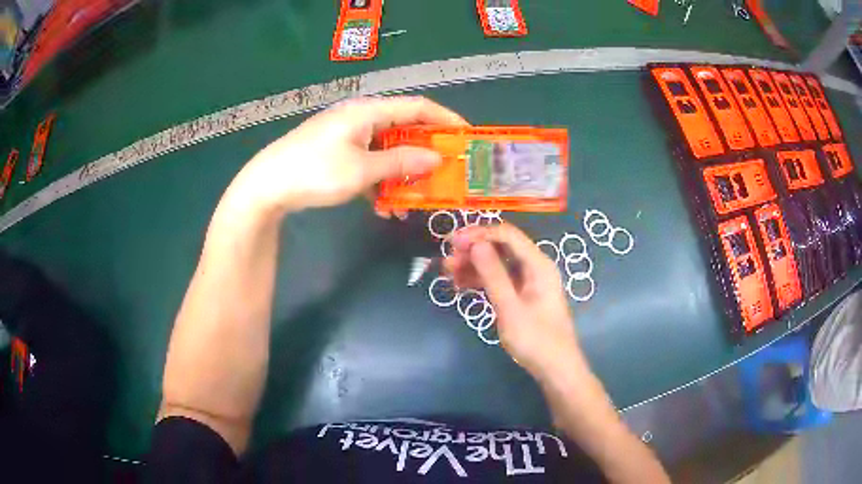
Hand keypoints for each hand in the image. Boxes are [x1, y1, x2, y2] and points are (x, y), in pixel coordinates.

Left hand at [225, 96, 467, 217]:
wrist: (266, 186)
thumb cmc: (314, 172)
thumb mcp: (361, 170)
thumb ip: (400, 163)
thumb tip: (436, 158)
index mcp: (368, 112)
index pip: (416, 107)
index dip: (445, 118)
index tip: (466, 135)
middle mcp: (359, 118)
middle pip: (403, 128)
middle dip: (425, 150)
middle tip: (445, 170)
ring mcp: (346, 136)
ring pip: (386, 149)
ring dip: (402, 171)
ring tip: (416, 196)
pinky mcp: (336, 153)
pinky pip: (368, 161)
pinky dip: (380, 179)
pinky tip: (384, 206)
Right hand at [444, 224, 583, 381]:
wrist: (555, 369)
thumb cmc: (536, 340)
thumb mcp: (510, 308)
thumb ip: (493, 275)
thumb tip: (476, 244)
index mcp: (538, 265)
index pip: (507, 235)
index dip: (479, 234)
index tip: (453, 242)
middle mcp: (535, 267)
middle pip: (502, 247)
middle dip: (474, 250)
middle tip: (447, 260)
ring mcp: (529, 281)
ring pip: (498, 263)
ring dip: (474, 265)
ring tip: (448, 272)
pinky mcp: (523, 295)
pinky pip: (500, 279)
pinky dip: (482, 280)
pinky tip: (462, 284)